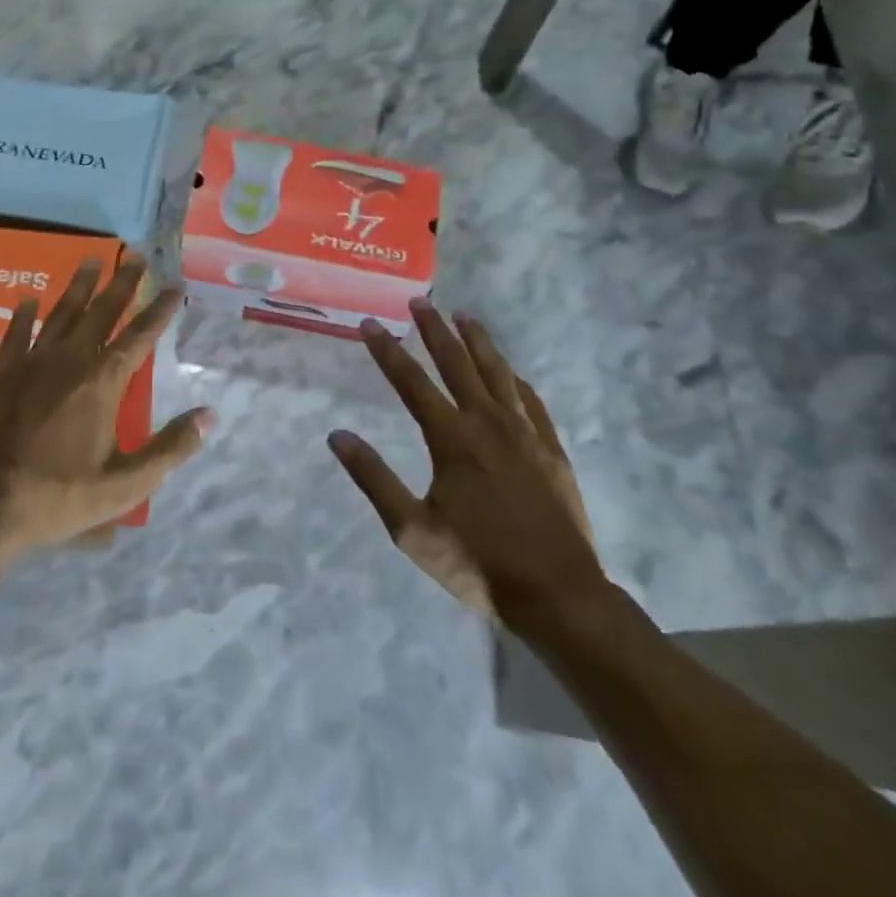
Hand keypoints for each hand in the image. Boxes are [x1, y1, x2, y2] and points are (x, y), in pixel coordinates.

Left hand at [0, 257, 210, 556]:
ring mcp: (30, 364)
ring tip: (91, 260)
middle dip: (122, 283)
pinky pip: (15, 335)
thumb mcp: (124, 485)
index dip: (159, 310)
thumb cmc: (58, 496)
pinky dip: (24, 316)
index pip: (139, 336)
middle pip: (101, 312)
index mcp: (102, 383)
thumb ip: (169, 449)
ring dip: (78, 287)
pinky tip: (28, 300)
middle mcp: (69, 361)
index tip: (174, 285)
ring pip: (60, 314)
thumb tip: (209, 416)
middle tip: (136, 255)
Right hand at [329, 302, 609, 637]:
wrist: (557, 594)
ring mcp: (524, 433)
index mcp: (451, 439)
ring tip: (464, 316)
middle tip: (421, 301)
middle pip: (456, 363)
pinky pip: (531, 400)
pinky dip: (515, 379)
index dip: (387, 351)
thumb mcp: (411, 529)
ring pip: (498, 373)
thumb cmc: (476, 563)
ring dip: (478, 341)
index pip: (411, 382)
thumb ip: (374, 478)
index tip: (370, 323)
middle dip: (434, 330)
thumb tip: (337, 436)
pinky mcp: (551, 449)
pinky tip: (510, 371)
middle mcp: (487, 423)